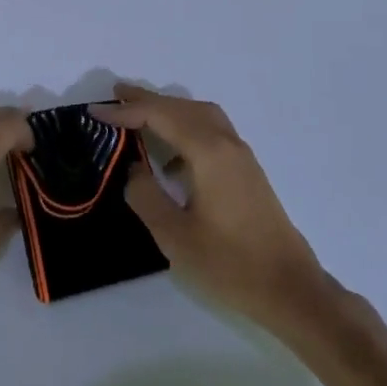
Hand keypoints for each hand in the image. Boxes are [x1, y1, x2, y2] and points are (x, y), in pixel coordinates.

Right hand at [91, 85, 335, 334]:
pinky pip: (212, 131)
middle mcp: (227, 143)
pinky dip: (187, 127)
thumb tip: (134, 170)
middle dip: (148, 100)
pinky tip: (172, 155)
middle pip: (182, 107)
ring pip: (201, 115)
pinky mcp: (247, 171)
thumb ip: (146, 196)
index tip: (95, 111)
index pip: (160, 116)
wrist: (290, 289)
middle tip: (115, 96)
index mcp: (208, 152)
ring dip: (170, 110)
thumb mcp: (174, 236)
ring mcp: (241, 156)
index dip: (126, 111)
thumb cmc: (230, 264)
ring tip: (139, 116)